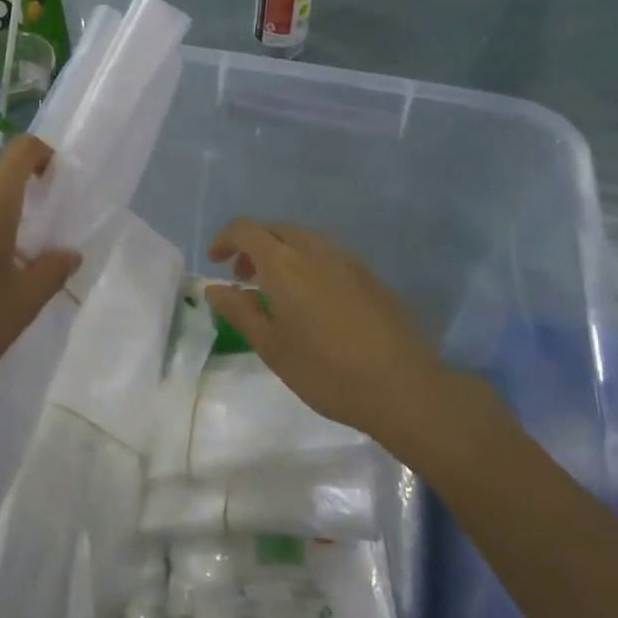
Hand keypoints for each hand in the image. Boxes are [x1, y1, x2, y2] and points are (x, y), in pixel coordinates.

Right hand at [204, 219, 476, 442]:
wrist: (403, 387)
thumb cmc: (326, 372)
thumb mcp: (272, 348)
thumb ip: (240, 311)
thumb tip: (215, 289)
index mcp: (285, 264)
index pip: (246, 229)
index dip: (225, 239)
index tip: (216, 263)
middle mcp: (316, 250)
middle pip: (276, 229)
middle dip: (253, 246)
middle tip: (243, 279)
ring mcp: (348, 260)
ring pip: (305, 240)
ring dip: (282, 253)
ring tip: (277, 292)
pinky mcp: (370, 276)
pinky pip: (329, 255)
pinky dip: (308, 264)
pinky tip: (314, 302)